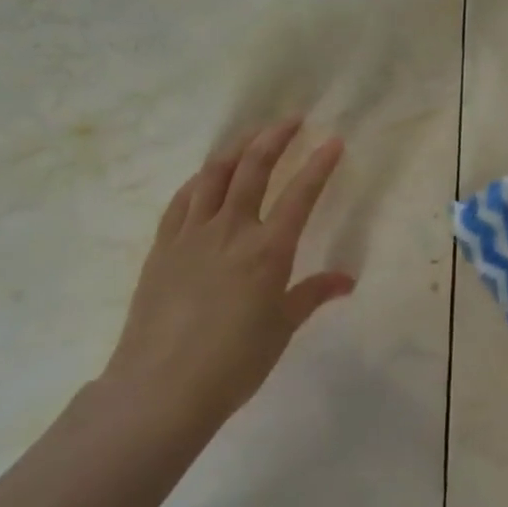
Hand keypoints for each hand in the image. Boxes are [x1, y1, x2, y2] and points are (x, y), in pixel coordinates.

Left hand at [102, 119, 354, 442]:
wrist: (161, 387)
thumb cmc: (234, 363)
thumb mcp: (281, 329)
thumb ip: (312, 295)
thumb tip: (346, 280)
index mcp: (267, 250)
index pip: (300, 194)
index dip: (319, 164)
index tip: (333, 141)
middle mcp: (230, 230)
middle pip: (252, 168)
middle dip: (274, 137)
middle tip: (291, 119)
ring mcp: (191, 235)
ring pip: (213, 175)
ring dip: (236, 149)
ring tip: (251, 136)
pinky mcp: (162, 246)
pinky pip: (182, 200)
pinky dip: (199, 180)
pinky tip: (206, 176)